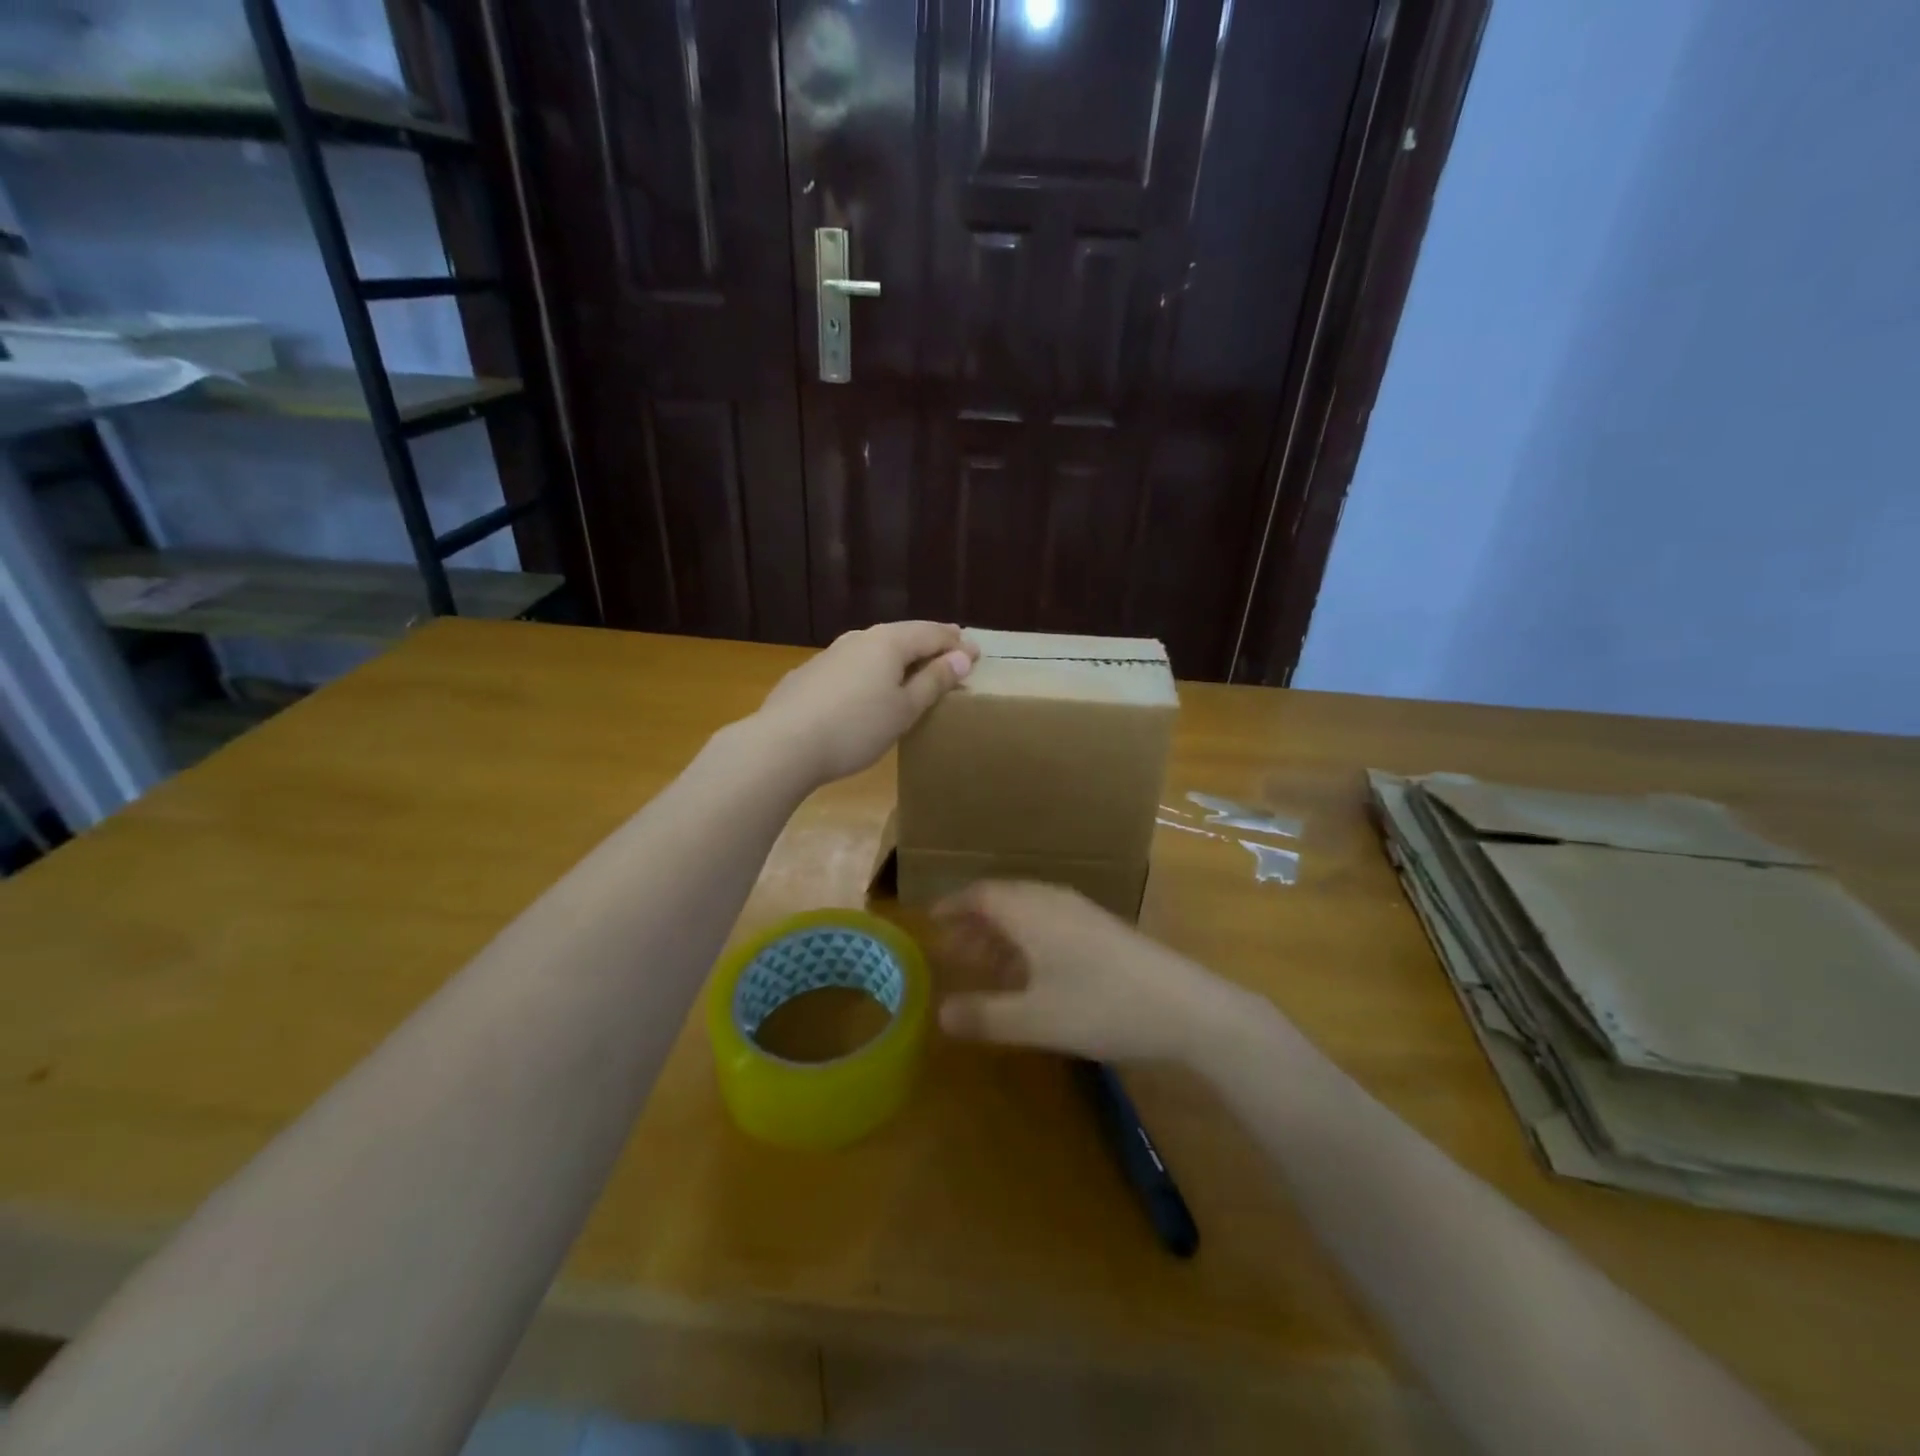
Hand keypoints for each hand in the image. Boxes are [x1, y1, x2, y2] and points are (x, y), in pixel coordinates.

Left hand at [755, 622, 978, 786]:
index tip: (976, 653)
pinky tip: (868, 687)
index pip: (932, 633)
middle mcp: (859, 638)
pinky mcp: (809, 675)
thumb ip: (933, 681)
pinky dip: (871, 671)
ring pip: (874, 649)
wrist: (784, 744)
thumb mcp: (904, 709)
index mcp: (888, 642)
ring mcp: (830, 655)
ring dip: (898, 656)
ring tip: (913, 668)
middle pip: (902, 635)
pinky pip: (852, 666)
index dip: (957, 643)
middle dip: (929, 643)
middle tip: (951, 650)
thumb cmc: (856, 727)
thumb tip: (961, 657)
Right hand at [934, 881, 1260, 1064]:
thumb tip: (939, 1014)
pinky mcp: (1104, 930)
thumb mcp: (1035, 1019)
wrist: (1186, 1007)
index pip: (981, 894)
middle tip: (952, 951)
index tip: (931, 921)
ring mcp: (1083, 913)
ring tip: (986, 965)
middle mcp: (1054, 902)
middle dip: (975, 923)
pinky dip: (1030, 941)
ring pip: (1030, 912)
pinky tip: (1033, 974)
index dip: (954, 905)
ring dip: (1003, 934)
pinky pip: (1052, 923)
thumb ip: (985, 1016)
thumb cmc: (1102, 1007)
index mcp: (1031, 911)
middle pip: (1004, 900)